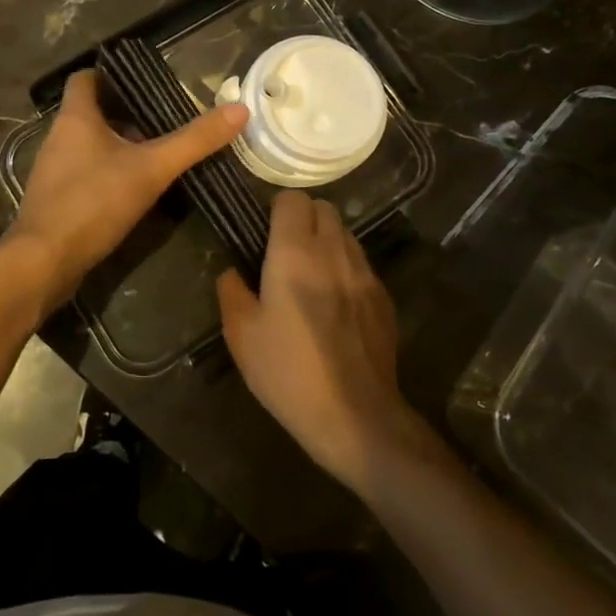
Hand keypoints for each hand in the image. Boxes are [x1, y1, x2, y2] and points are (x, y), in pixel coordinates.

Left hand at [6, 70, 246, 311]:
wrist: (44, 262)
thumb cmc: (93, 202)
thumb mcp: (151, 169)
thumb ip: (194, 141)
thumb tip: (239, 110)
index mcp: (75, 118)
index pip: (85, 79)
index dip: (110, 74)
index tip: (143, 82)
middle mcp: (58, 137)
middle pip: (92, 113)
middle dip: (126, 114)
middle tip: (164, 120)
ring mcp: (53, 170)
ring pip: (89, 145)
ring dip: (118, 146)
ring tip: (156, 153)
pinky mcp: (55, 199)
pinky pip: (84, 174)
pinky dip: (108, 174)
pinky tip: (134, 190)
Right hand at [217, 192, 421, 492]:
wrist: (355, 417)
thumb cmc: (288, 373)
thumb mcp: (241, 336)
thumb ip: (231, 292)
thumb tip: (232, 273)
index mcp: (294, 253)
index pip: (292, 198)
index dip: (277, 208)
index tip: (264, 230)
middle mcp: (333, 251)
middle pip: (324, 207)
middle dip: (304, 218)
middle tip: (285, 250)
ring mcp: (364, 273)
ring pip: (345, 234)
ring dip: (326, 241)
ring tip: (310, 274)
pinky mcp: (383, 297)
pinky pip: (361, 264)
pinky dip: (345, 268)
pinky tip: (335, 303)